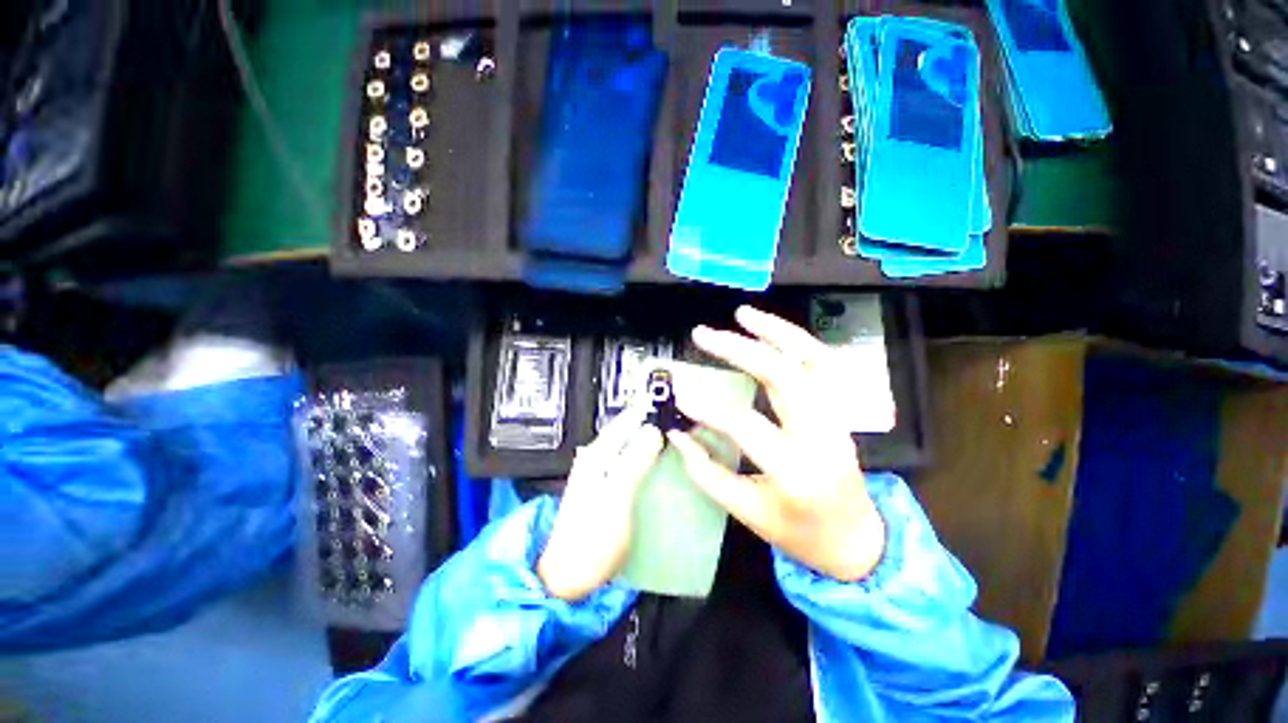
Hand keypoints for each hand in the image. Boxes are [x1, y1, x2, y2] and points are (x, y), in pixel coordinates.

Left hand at [537, 404, 663, 600]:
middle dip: (649, 422)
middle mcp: (596, 458)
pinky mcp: (606, 489)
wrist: (568, 575)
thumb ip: (635, 461)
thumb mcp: (616, 495)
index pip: (624, 421)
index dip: (645, 409)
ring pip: (628, 446)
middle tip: (678, 417)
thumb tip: (654, 430)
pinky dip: (644, 457)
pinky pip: (629, 463)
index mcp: (597, 455)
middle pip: (626, 432)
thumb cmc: (593, 536)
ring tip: (673, 435)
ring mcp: (600, 474)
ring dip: (647, 438)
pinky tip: (658, 461)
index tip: (668, 400)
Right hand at [667, 306, 885, 582]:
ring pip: (811, 359)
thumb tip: (677, 433)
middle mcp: (823, 436)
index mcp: (797, 471)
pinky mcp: (841, 409)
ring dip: (775, 331)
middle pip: (783, 377)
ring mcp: (838, 418)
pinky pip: (824, 364)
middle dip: (739, 350)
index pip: (746, 426)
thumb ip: (708, 472)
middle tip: (704, 335)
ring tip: (743, 314)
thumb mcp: (748, 513)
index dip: (708, 409)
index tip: (681, 397)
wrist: (856, 540)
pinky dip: (798, 341)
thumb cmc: (799, 533)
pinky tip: (774, 329)